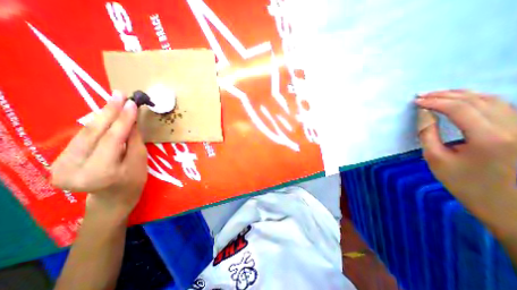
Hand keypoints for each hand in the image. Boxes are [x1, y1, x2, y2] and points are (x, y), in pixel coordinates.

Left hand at [51, 92, 146, 217]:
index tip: (131, 103)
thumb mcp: (140, 161)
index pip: (112, 139)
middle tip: (119, 94)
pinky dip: (95, 126)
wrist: (113, 198)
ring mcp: (59, 166)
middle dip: (109, 112)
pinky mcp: (57, 162)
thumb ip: (134, 140)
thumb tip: (132, 119)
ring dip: (101, 116)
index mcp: (101, 173)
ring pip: (85, 134)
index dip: (123, 119)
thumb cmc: (134, 181)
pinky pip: (81, 138)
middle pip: (94, 134)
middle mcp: (73, 169)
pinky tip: (105, 116)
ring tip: (114, 101)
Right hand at [415, 90, 516, 226]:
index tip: (416, 101)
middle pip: (478, 100)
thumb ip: (427, 134)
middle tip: (423, 95)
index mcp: (490, 138)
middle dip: (446, 95)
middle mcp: (515, 128)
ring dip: (462, 95)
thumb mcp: (436, 159)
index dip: (435, 101)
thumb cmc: (466, 185)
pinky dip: (478, 101)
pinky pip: (503, 107)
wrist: (511, 208)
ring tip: (439, 96)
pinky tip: (462, 102)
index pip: (459, 109)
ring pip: (494, 100)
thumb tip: (424, 114)